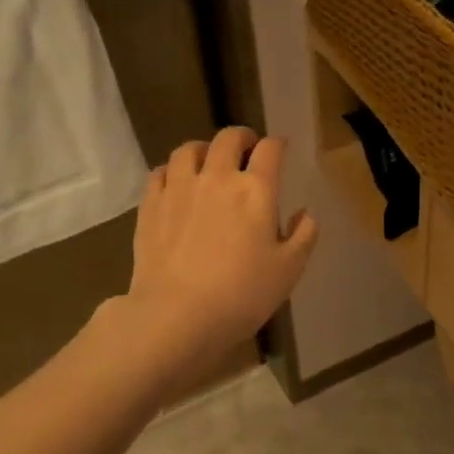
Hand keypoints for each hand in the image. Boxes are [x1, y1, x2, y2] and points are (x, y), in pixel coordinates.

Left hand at [119, 125, 317, 386]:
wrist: (177, 315)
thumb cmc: (242, 295)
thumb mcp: (288, 271)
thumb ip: (303, 236)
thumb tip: (303, 213)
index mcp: (256, 190)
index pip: (270, 149)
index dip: (277, 144)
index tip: (280, 149)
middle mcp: (217, 178)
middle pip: (228, 139)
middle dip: (241, 137)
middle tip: (246, 149)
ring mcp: (179, 188)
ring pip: (188, 149)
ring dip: (203, 149)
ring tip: (207, 161)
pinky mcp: (150, 205)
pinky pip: (159, 172)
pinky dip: (171, 171)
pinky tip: (175, 183)